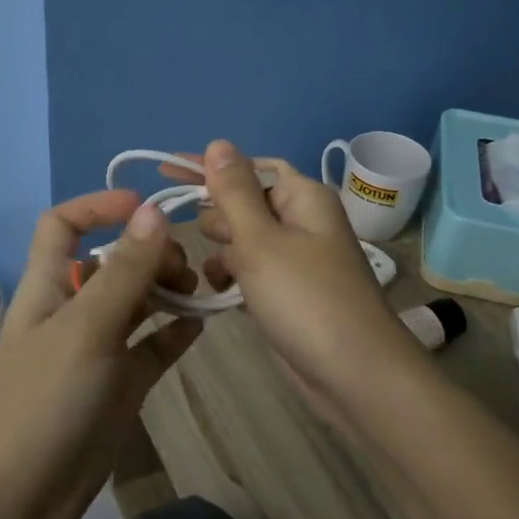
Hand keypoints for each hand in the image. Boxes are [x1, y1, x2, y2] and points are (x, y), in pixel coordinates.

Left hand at [0, 190, 201, 518]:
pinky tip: (200, 326)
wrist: (20, 499)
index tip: (146, 208)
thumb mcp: (86, 329)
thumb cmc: (44, 401)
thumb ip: (124, 271)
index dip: (98, 207)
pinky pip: (152, 346)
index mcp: (49, 286)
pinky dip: (174, 332)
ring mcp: (98, 349)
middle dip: (149, 253)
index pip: (63, 226)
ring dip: (167, 290)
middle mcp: (73, 310)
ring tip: (198, 292)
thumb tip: (155, 212)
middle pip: (113, 262)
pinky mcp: (120, 385)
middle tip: (184, 268)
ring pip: (137, 302)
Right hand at [172, 140, 424, 413]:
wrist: (355, 375)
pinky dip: (235, 277)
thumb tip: (218, 143)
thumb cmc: (305, 298)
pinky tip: (221, 294)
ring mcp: (297, 258)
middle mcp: (302, 220)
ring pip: (244, 239)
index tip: (164, 169)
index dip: (209, 167)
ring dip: (224, 252)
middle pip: (244, 202)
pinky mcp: (290, 291)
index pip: (248, 166)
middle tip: (211, 244)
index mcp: (302, 196)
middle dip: (218, 219)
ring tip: (216, 275)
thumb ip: (234, 191)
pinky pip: (252, 270)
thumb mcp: (261, 239)